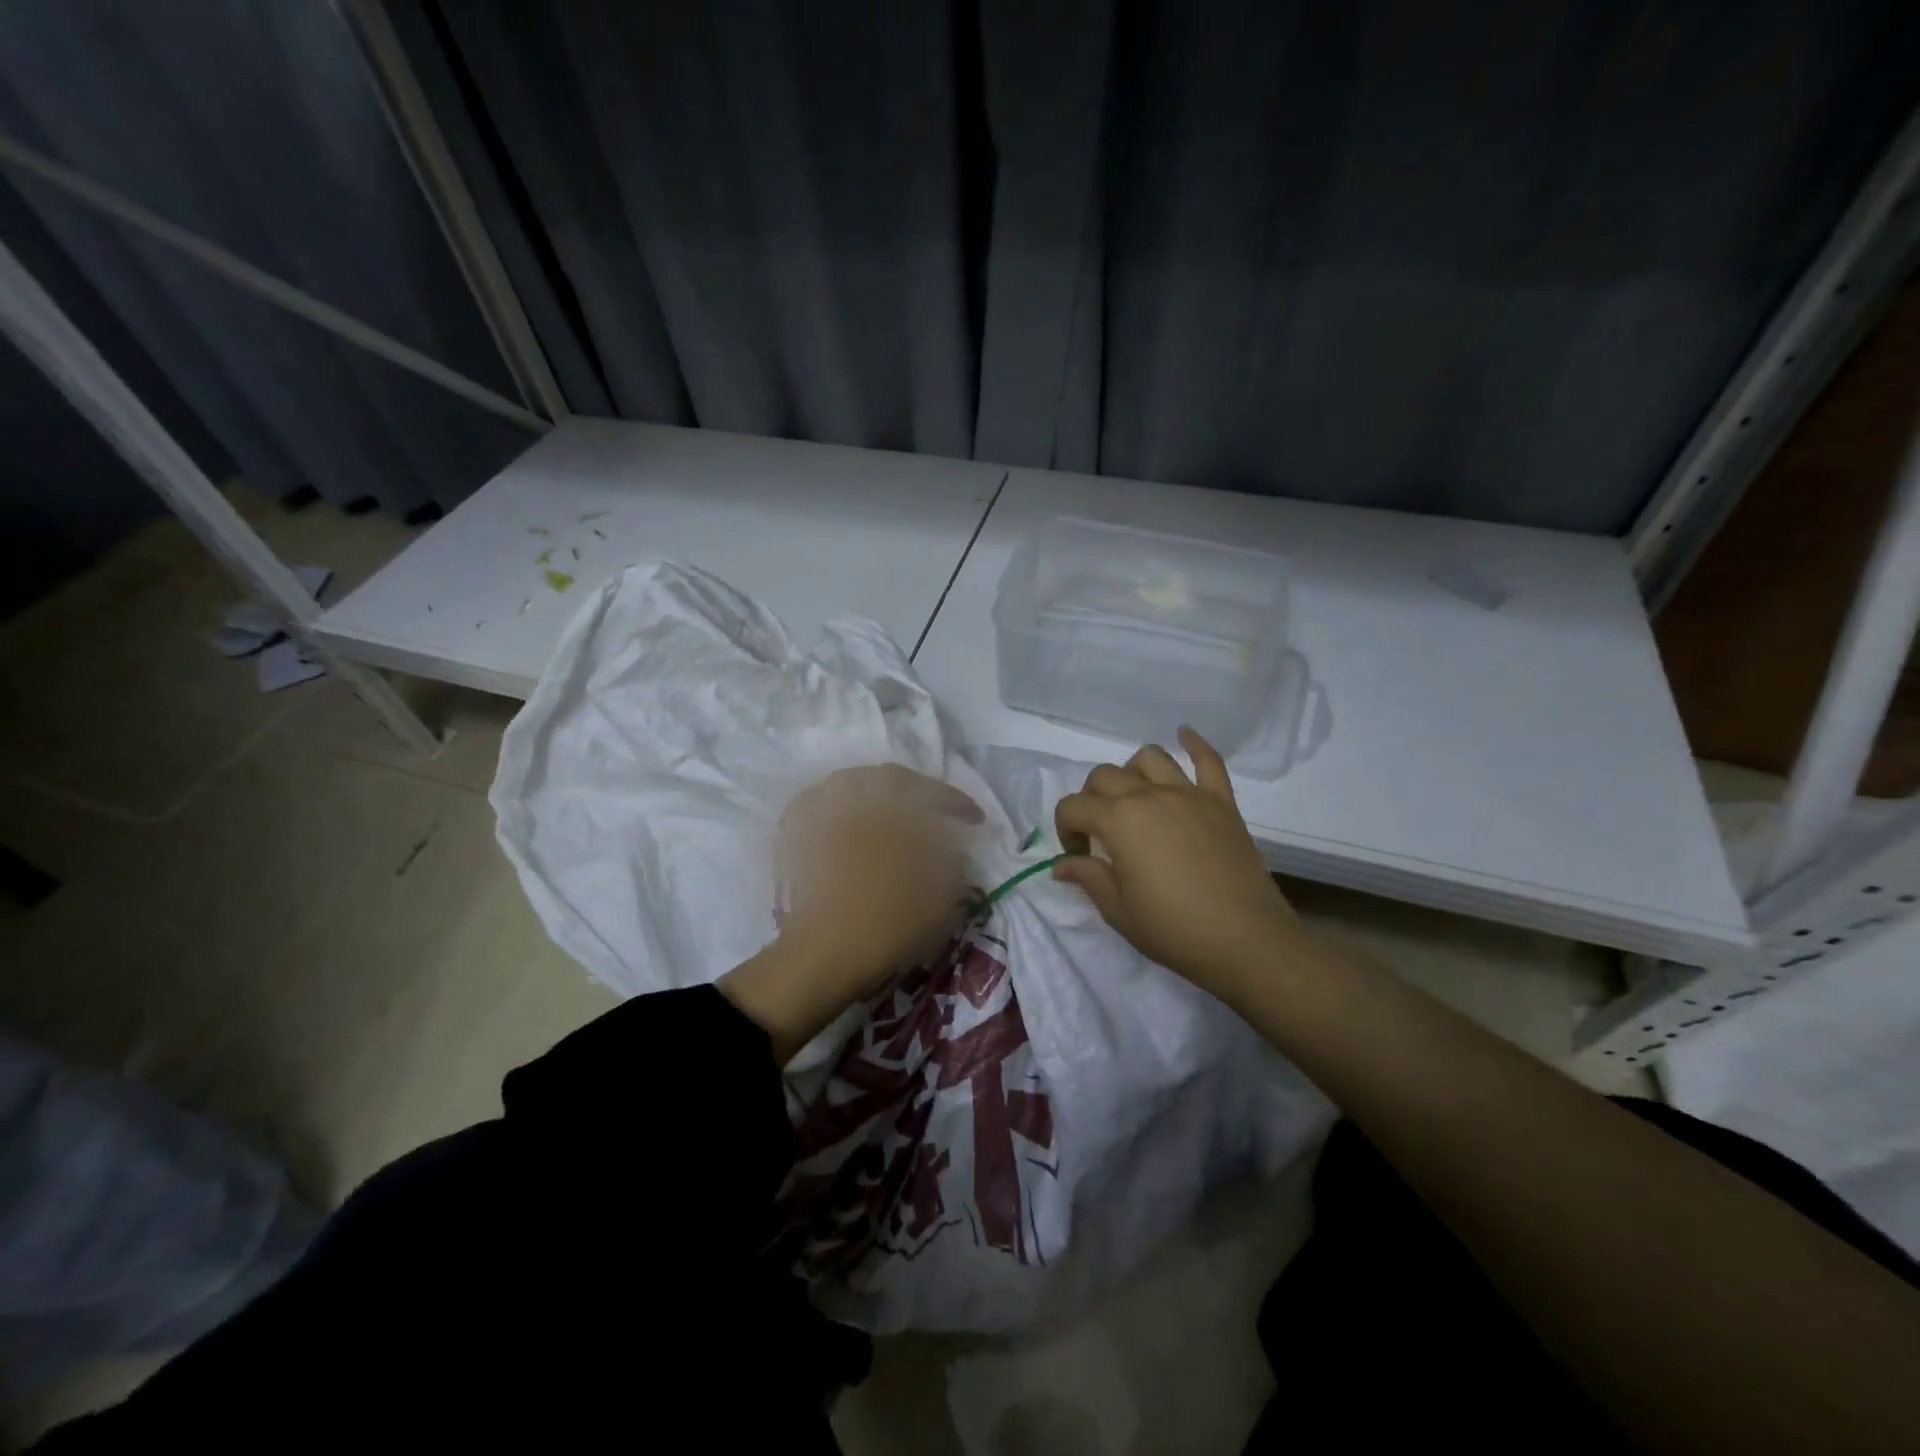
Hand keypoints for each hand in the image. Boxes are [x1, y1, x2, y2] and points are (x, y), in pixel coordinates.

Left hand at [721, 765, 981, 1062]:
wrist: (825, 954)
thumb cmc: (890, 923)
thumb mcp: (943, 896)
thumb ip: (953, 862)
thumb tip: (953, 848)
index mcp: (893, 807)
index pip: (931, 791)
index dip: (956, 802)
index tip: (975, 820)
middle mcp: (855, 798)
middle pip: (888, 779)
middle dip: (916, 791)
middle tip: (934, 812)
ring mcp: (821, 814)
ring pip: (850, 784)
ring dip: (875, 791)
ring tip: (891, 812)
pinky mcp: (797, 836)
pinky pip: (816, 804)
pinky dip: (833, 805)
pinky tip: (843, 819)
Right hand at [1053, 728, 1303, 1002]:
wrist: (1245, 941)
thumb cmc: (1174, 930)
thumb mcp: (1118, 911)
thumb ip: (1088, 878)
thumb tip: (1062, 865)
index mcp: (1118, 821)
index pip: (1073, 806)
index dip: (1065, 829)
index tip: (1077, 857)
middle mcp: (1150, 796)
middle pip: (1105, 776)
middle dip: (1091, 800)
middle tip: (1100, 833)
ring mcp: (1189, 795)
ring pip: (1150, 758)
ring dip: (1132, 772)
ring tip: (1134, 799)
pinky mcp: (1222, 802)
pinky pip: (1208, 761)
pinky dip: (1195, 744)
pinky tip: (1185, 735)